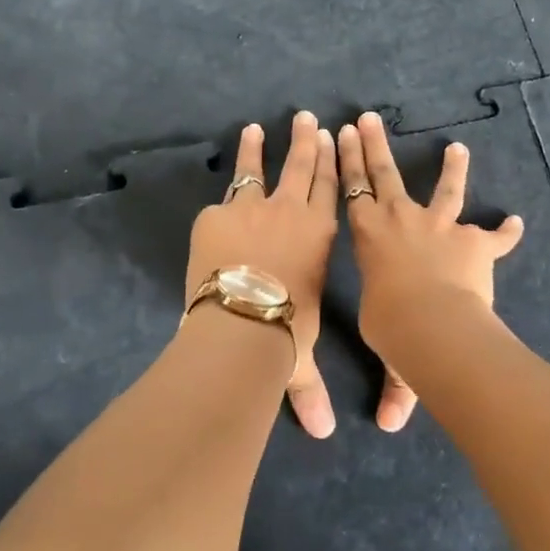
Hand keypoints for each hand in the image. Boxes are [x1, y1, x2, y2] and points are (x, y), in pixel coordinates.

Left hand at [186, 112, 339, 437]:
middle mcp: (291, 212)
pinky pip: (222, 199)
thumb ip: (308, 391)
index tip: (333, 137)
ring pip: (258, 169)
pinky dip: (225, 188)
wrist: (242, 319)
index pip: (330, 189)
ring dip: (258, 147)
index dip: (332, 161)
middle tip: (307, 117)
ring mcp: (252, 208)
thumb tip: (320, 433)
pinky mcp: (216, 214)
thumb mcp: (299, 359)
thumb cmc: (285, 333)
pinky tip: (222, 182)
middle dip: (306, 140)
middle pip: (301, 167)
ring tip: (256, 127)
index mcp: (319, 235)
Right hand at [337, 110, 524, 430]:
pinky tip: (516, 222)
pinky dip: (506, 231)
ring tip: (458, 147)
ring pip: (444, 189)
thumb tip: (391, 428)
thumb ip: (396, 386)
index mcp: (368, 235)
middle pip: (383, 173)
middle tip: (366, 117)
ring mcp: (440, 226)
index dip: (345, 161)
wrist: (433, 322)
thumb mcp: (389, 351)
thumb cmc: (393, 327)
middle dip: (373, 144)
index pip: (350, 189)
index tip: (340, 135)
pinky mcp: (475, 242)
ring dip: (451, 168)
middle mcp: (400, 220)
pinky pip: (494, 235)